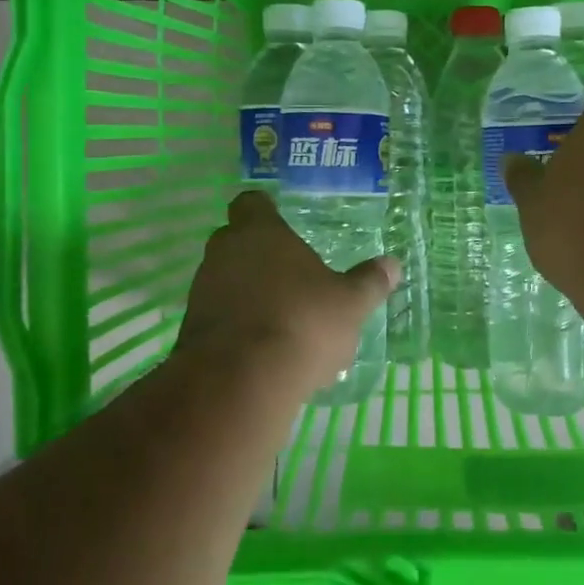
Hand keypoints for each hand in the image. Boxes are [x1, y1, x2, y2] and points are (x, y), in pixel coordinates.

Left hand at [175, 190, 399, 395]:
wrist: (238, 382)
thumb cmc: (301, 323)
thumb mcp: (350, 304)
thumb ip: (369, 282)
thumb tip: (392, 264)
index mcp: (261, 233)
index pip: (252, 202)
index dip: (266, 210)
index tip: (284, 223)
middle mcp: (224, 253)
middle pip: (237, 241)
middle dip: (261, 255)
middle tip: (293, 276)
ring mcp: (202, 291)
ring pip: (227, 280)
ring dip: (249, 292)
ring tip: (283, 320)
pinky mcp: (191, 329)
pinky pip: (219, 316)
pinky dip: (238, 326)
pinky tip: (264, 350)